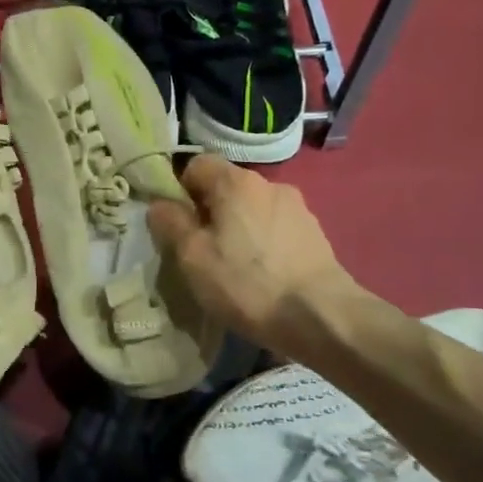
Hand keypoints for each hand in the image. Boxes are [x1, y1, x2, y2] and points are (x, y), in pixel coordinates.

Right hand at [147, 154, 365, 352]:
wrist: (322, 317)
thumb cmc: (247, 283)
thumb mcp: (192, 257)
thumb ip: (170, 223)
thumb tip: (160, 205)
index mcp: (235, 182)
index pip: (196, 164)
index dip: (180, 190)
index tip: (177, 224)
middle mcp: (269, 184)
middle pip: (226, 187)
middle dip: (209, 212)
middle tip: (201, 251)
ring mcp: (297, 208)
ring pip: (252, 209)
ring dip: (238, 229)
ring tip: (235, 268)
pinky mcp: (315, 234)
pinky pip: (275, 228)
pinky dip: (263, 244)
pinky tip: (263, 275)